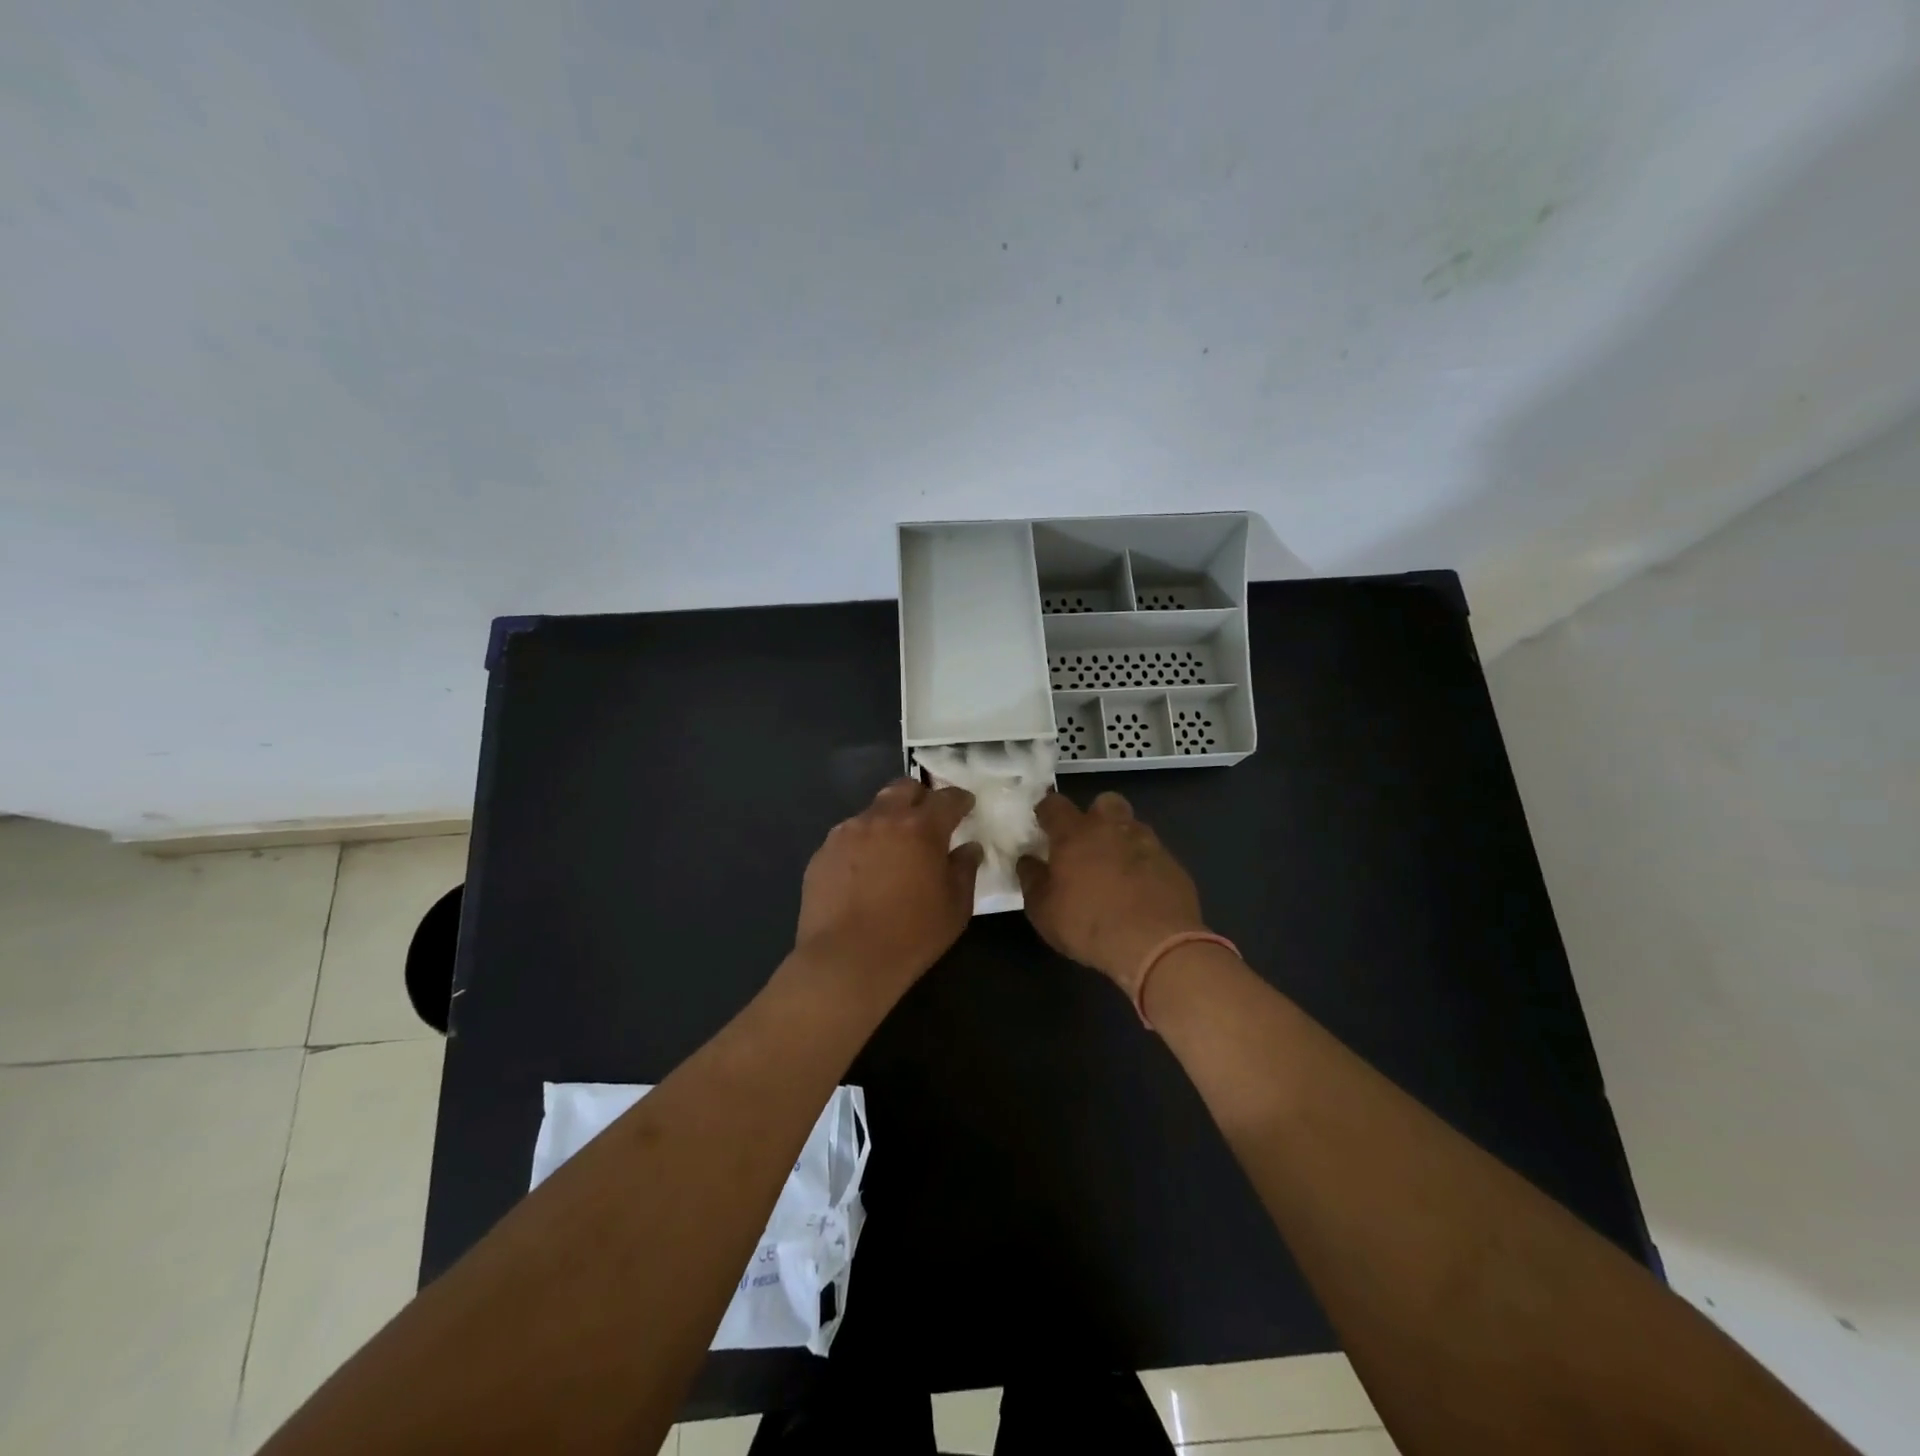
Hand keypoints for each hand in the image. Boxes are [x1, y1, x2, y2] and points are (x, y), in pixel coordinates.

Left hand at [794, 778, 982, 996]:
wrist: (845, 960)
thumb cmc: (911, 935)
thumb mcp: (955, 908)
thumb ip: (964, 870)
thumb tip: (969, 848)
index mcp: (921, 828)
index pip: (947, 798)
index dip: (960, 799)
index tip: (966, 806)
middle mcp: (882, 819)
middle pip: (904, 788)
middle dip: (920, 797)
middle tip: (928, 819)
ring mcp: (847, 832)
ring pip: (873, 810)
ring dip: (888, 820)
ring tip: (892, 848)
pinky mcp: (823, 852)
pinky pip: (848, 835)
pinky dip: (862, 843)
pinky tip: (864, 871)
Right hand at [1017, 791, 1206, 996]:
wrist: (1156, 944)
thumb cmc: (1089, 925)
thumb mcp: (1043, 911)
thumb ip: (1032, 880)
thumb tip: (1027, 861)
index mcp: (1075, 834)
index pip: (1054, 804)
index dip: (1047, 812)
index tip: (1043, 825)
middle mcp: (1112, 828)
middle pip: (1104, 802)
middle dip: (1094, 815)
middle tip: (1086, 844)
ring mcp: (1147, 843)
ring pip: (1132, 826)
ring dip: (1121, 840)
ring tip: (1115, 871)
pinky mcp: (1173, 864)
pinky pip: (1153, 854)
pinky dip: (1144, 865)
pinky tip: (1140, 891)